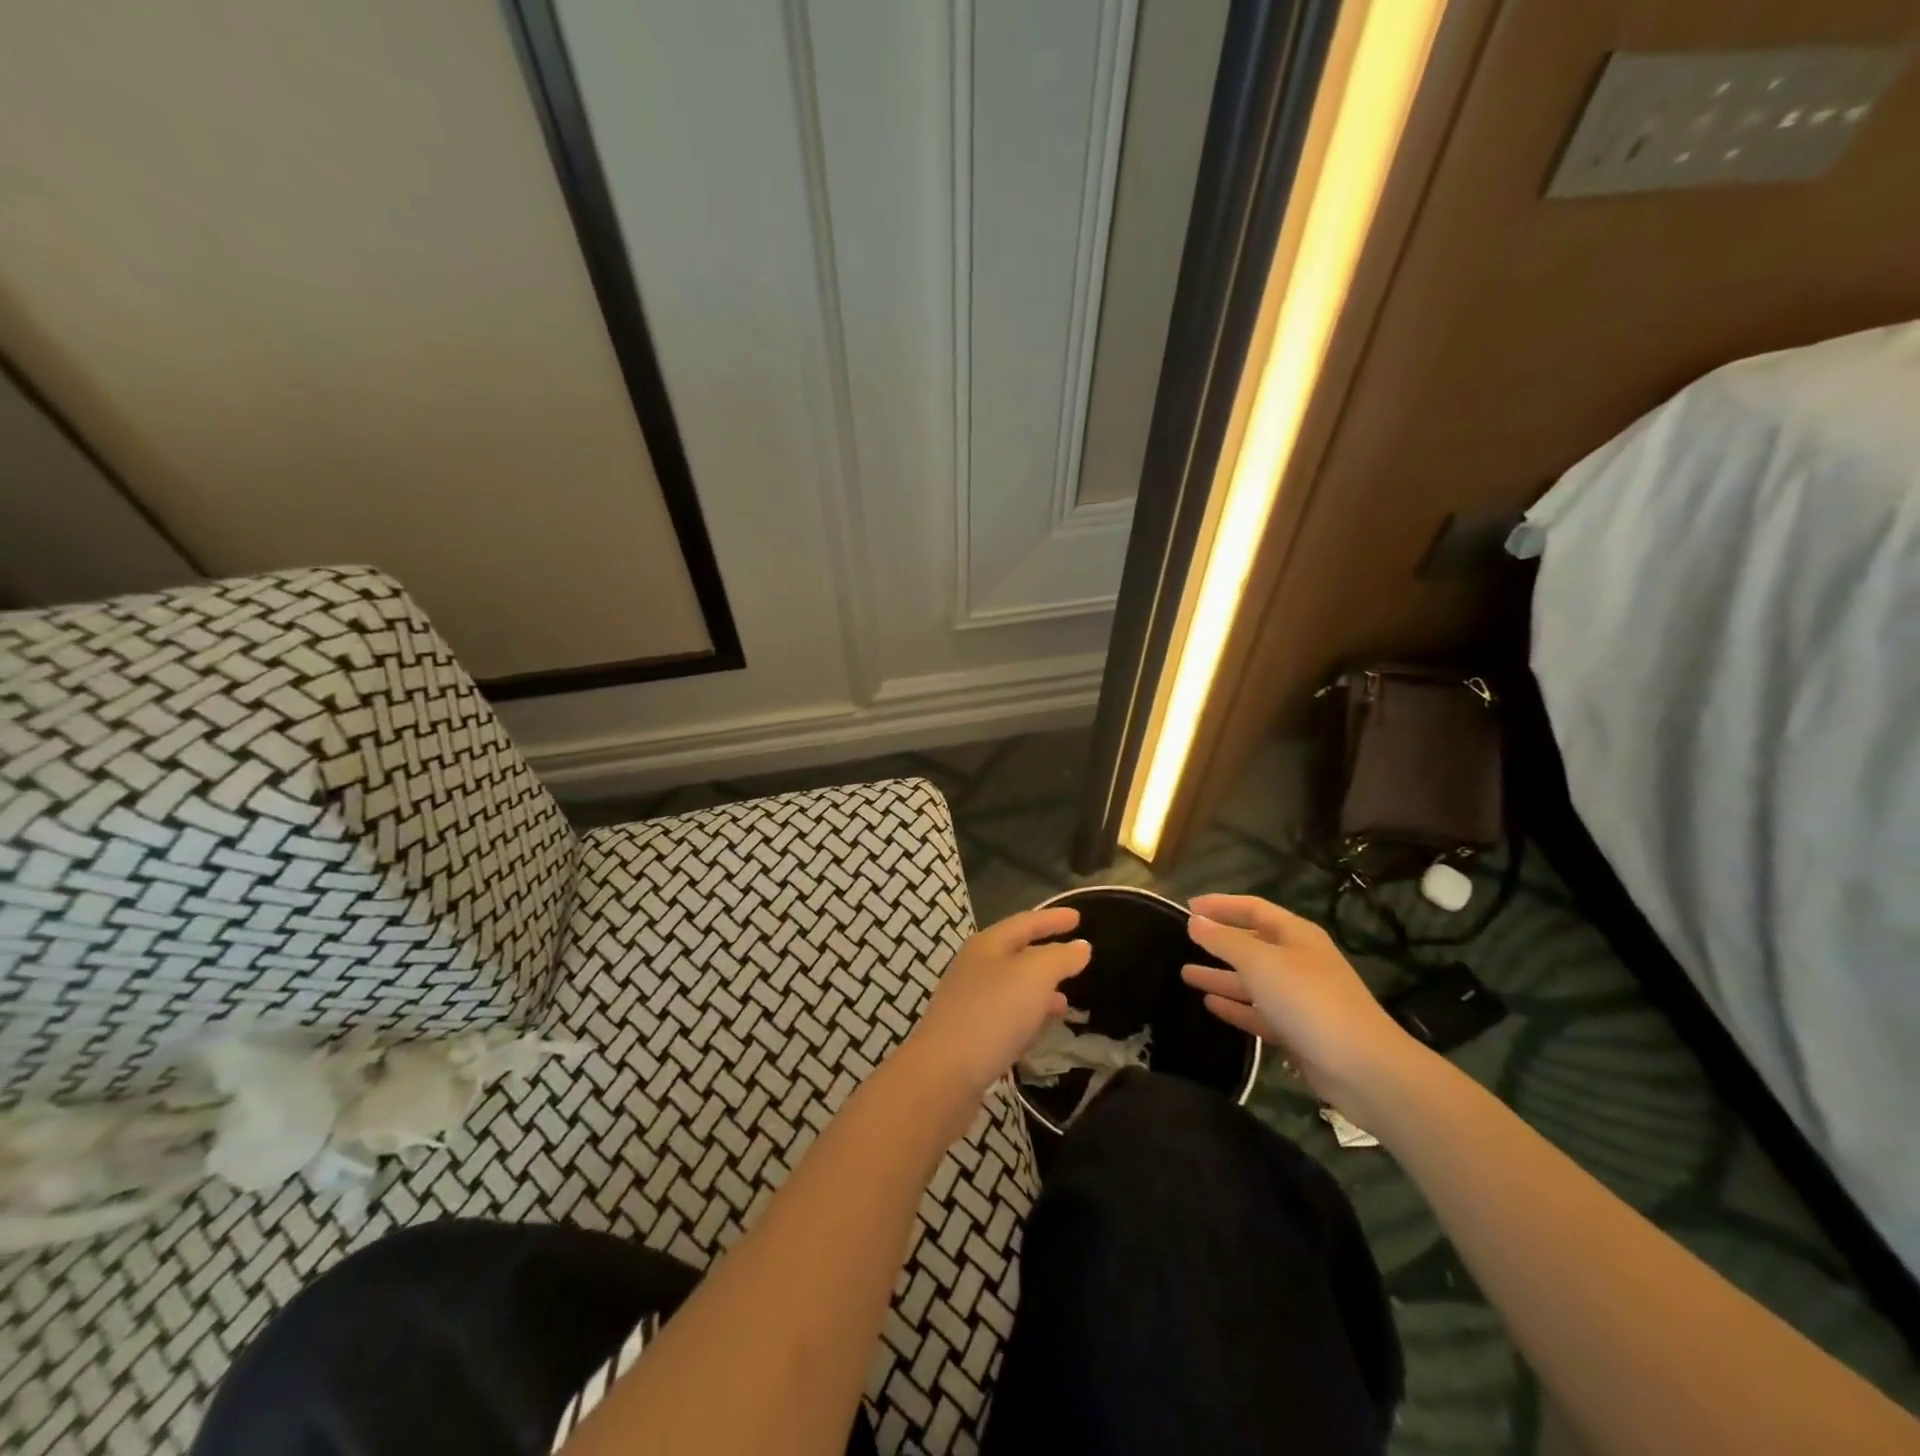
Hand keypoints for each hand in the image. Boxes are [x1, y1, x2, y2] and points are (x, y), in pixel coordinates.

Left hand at [902, 907, 1090, 1102]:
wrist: (944, 1074)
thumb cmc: (992, 1013)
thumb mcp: (1034, 976)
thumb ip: (1060, 958)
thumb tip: (1080, 946)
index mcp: (987, 945)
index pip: (1025, 922)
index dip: (1052, 919)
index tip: (1079, 917)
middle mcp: (975, 968)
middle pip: (1016, 954)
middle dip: (1047, 956)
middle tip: (1076, 959)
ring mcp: (970, 1002)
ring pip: (1013, 988)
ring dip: (1040, 991)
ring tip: (1067, 1001)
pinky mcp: (971, 1036)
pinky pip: (1007, 1017)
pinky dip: (1029, 1017)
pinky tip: (1041, 1030)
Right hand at [1182, 894, 1419, 1112]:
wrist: (1363, 1069)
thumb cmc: (1309, 1001)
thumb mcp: (1261, 963)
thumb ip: (1224, 941)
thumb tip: (1195, 921)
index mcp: (1296, 936)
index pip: (1253, 909)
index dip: (1221, 905)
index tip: (1187, 907)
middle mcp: (1298, 961)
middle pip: (1252, 944)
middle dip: (1218, 942)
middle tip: (1183, 941)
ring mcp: (1299, 998)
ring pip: (1252, 980)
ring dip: (1220, 976)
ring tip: (1185, 974)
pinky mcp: (1297, 1032)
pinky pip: (1258, 1012)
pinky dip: (1235, 1007)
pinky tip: (1210, 1005)